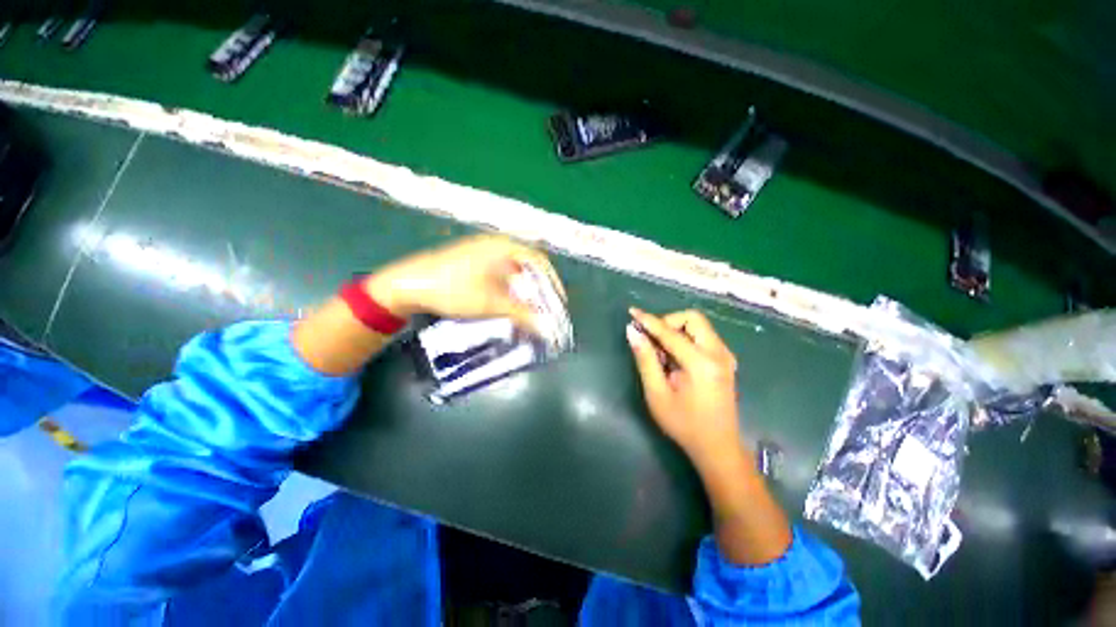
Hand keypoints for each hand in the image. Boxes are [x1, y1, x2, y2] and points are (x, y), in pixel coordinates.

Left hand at [364, 235, 564, 334]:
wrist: (407, 285)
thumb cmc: (453, 289)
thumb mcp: (490, 303)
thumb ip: (521, 314)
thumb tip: (547, 329)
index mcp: (503, 247)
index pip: (540, 261)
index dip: (553, 283)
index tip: (559, 302)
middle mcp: (496, 246)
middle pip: (528, 267)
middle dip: (540, 289)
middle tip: (546, 309)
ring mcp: (483, 254)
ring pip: (514, 273)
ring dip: (525, 292)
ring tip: (531, 311)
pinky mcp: (474, 264)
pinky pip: (501, 276)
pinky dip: (510, 291)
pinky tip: (510, 305)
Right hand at [627, 308, 791, 564]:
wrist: (718, 447)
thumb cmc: (684, 424)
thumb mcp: (657, 394)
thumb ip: (645, 359)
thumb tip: (632, 332)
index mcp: (701, 363)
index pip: (670, 332)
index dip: (649, 321)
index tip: (632, 312)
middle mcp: (718, 353)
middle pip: (692, 319)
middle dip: (668, 322)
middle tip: (652, 340)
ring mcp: (725, 356)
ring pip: (699, 326)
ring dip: (676, 331)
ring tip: (661, 353)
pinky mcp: (725, 361)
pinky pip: (703, 337)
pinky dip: (686, 338)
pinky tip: (675, 358)